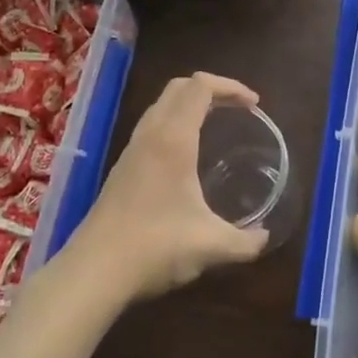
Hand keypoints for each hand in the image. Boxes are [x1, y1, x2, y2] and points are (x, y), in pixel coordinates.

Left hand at [66, 73, 270, 300]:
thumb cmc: (155, 248)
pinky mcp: (121, 168)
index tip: (254, 105)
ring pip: (161, 106)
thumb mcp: (210, 246)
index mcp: (173, 139)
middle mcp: (150, 135)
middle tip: (237, 109)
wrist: (93, 271)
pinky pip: (151, 127)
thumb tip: (264, 238)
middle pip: (178, 87)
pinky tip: (187, 156)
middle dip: (211, 89)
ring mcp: (131, 150)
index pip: (200, 86)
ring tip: (216, 125)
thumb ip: (245, 242)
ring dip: (189, 105)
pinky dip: (174, 124)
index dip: (230, 86)